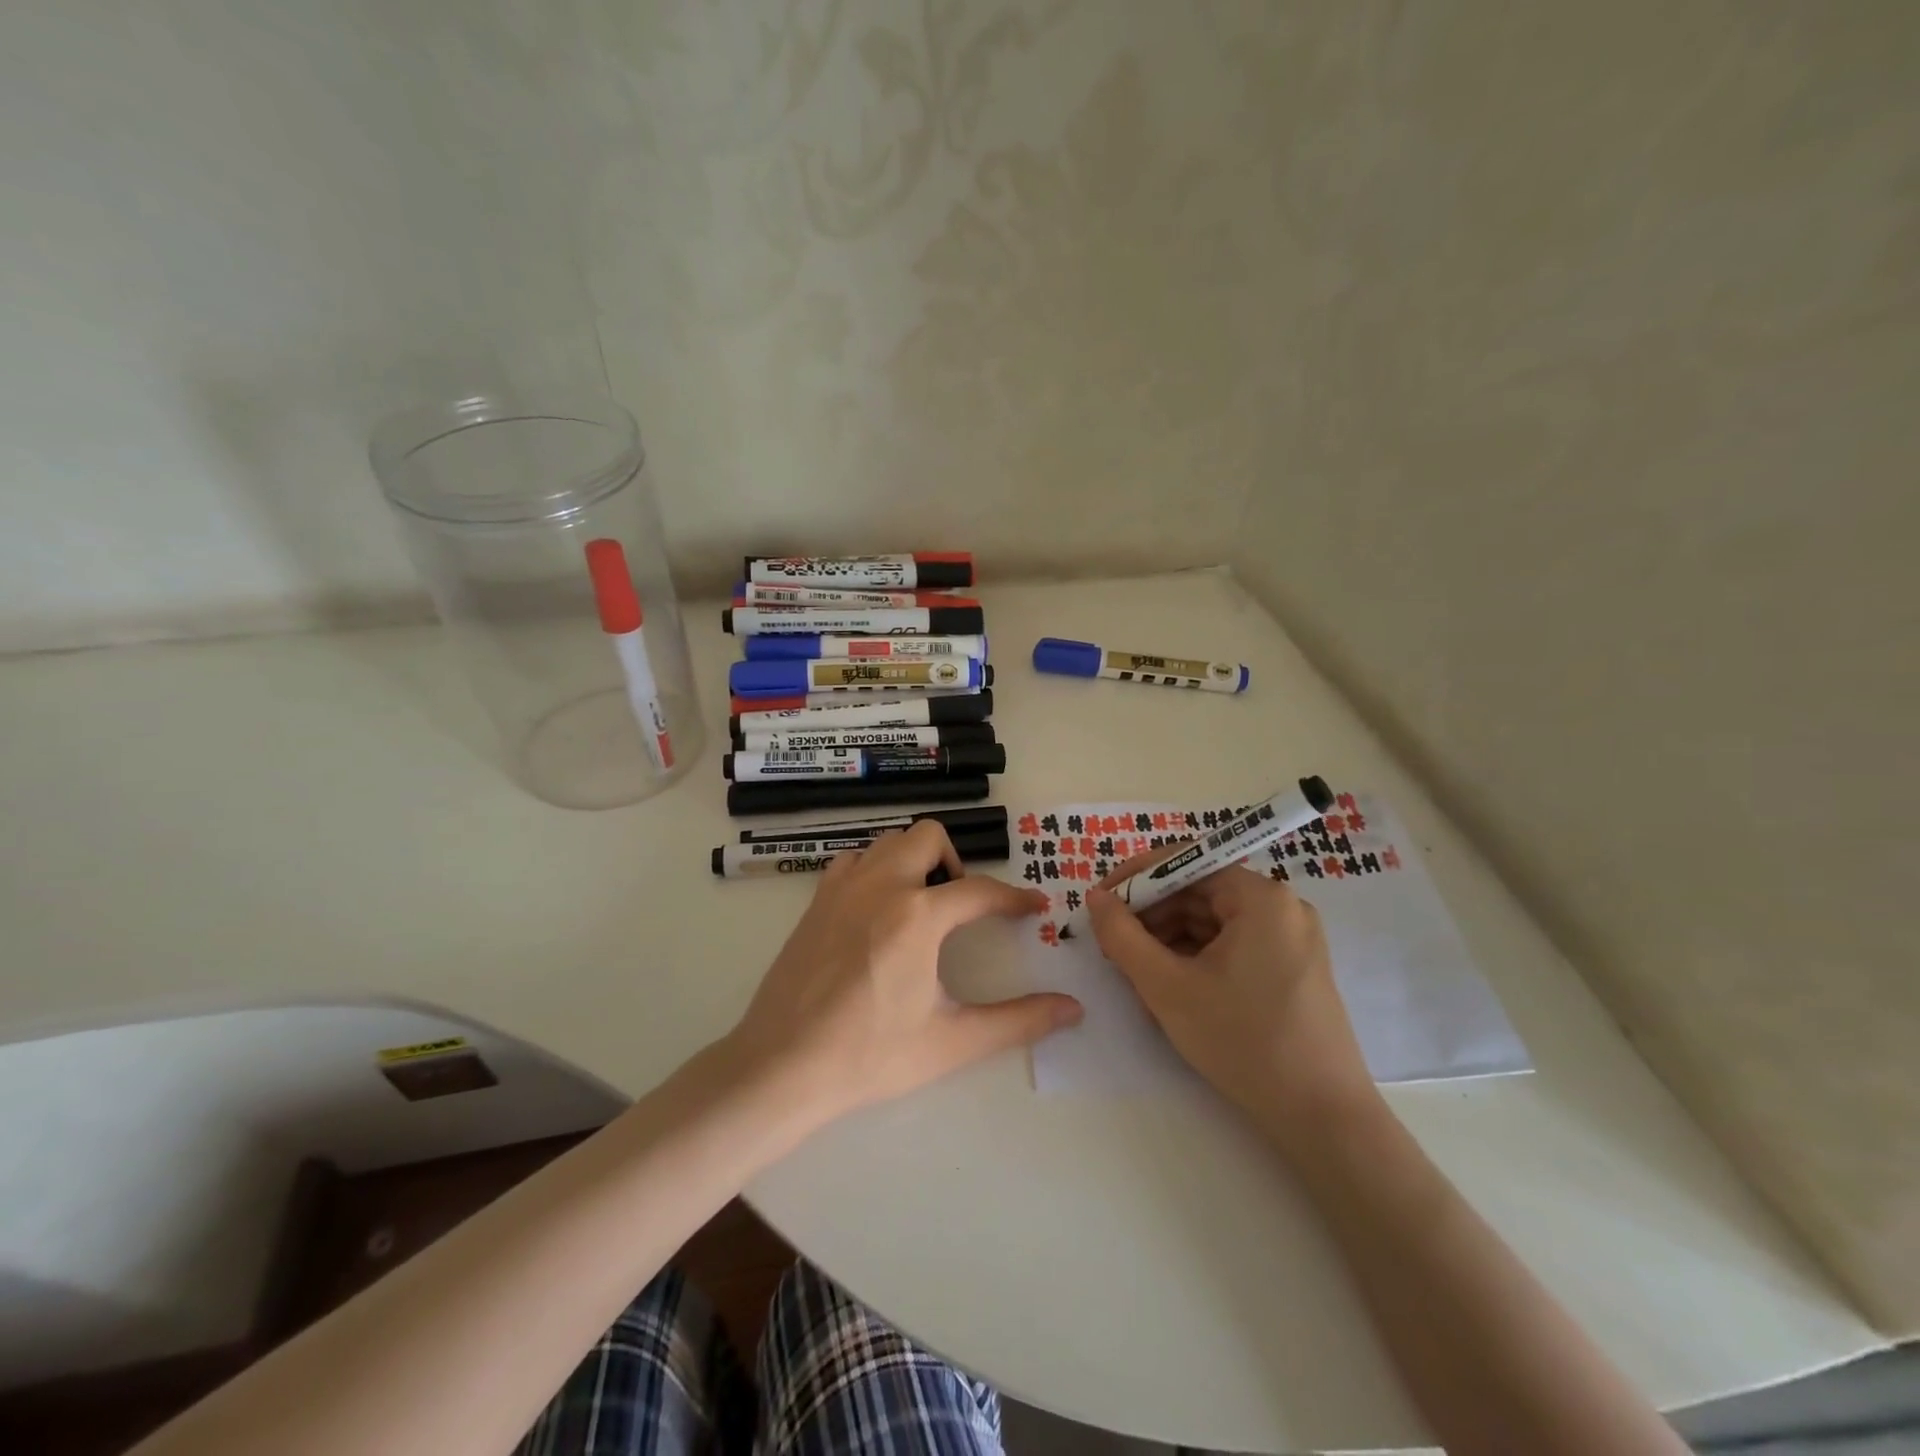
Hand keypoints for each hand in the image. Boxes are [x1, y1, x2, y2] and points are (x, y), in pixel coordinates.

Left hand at [725, 821, 1082, 1123]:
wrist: (782, 1066)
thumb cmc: (870, 1056)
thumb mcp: (951, 1041)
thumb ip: (1017, 1021)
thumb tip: (1073, 1009)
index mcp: (917, 915)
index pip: (979, 891)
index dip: (1013, 899)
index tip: (1034, 908)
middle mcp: (880, 886)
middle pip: (929, 837)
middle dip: (956, 862)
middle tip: (962, 905)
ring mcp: (842, 888)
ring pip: (889, 842)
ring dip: (915, 860)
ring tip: (923, 904)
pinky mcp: (815, 901)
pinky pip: (854, 861)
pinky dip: (876, 869)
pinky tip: (878, 909)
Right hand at [1087, 857, 1374, 1135]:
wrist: (1323, 1118)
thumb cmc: (1242, 1042)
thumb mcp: (1167, 987)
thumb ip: (1122, 936)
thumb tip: (1096, 897)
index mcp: (1261, 897)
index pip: (1186, 862)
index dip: (1137, 878)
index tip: (1100, 901)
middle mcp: (1283, 906)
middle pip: (1200, 891)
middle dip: (1152, 914)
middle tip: (1113, 945)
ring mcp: (1292, 938)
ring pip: (1214, 921)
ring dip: (1170, 938)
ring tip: (1137, 972)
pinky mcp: (1293, 967)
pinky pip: (1234, 944)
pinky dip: (1197, 957)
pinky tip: (1172, 986)